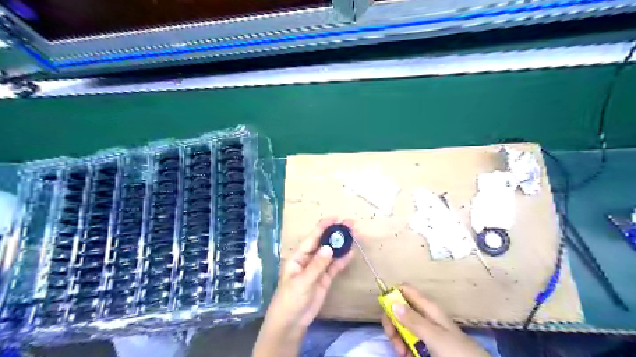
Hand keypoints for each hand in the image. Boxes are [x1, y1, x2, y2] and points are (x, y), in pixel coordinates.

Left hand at [252, 218, 352, 356]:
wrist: (291, 323)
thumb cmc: (290, 300)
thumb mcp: (302, 282)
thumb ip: (317, 265)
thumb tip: (329, 247)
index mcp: (299, 256)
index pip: (313, 238)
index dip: (324, 227)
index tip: (336, 218)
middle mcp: (309, 259)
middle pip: (324, 243)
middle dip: (336, 233)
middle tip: (351, 224)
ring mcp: (318, 269)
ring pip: (331, 253)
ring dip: (342, 245)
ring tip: (354, 235)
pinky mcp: (324, 279)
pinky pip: (334, 267)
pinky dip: (342, 260)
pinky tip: (351, 252)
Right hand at [380, 285, 487, 356]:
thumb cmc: (456, 351)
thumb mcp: (434, 335)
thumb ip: (413, 319)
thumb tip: (391, 302)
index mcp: (427, 307)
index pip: (405, 290)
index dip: (392, 295)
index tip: (386, 311)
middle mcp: (424, 315)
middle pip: (399, 309)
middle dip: (393, 323)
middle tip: (395, 341)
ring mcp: (425, 330)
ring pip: (402, 326)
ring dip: (398, 338)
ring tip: (402, 353)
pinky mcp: (427, 344)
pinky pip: (409, 340)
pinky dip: (405, 347)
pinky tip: (407, 356)